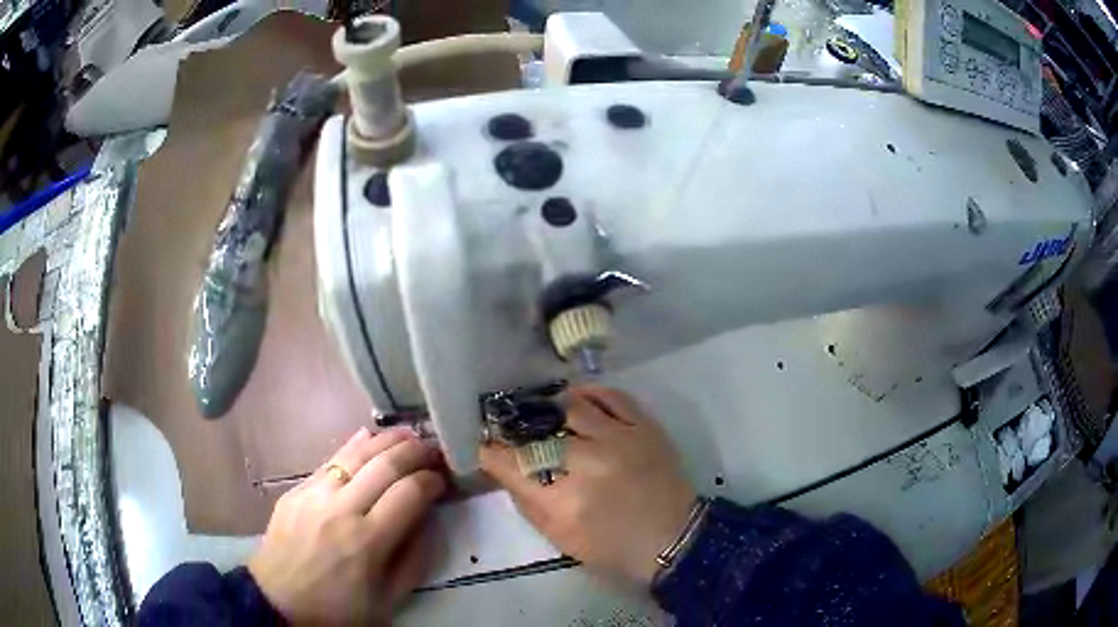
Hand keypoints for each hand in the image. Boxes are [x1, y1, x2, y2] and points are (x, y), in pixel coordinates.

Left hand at [249, 428, 445, 623]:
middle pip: (385, 465)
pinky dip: (353, 446)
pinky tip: (367, 436)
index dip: (432, 480)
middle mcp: (342, 509)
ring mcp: (315, 494)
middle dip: (415, 452)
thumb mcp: (388, 601)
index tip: (443, 480)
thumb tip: (428, 522)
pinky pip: (329, 460)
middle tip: (433, 450)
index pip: (410, 493)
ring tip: (408, 434)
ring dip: (387, 440)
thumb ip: (414, 561)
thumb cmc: (337, 609)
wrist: (277, 602)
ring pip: (356, 454)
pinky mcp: (296, 491)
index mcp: (368, 541)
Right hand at [480, 385, 695, 585]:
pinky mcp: (645, 427)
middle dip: (518, 431)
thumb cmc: (614, 547)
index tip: (488, 448)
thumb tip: (507, 469)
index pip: (512, 464)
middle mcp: (589, 462)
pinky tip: (577, 398)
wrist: (673, 538)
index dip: (492, 453)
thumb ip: (528, 503)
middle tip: (515, 431)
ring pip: (573, 406)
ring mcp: (620, 439)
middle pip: (539, 433)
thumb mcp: (561, 538)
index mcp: (565, 500)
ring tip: (543, 412)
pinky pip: (612, 396)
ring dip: (551, 408)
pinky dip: (590, 393)